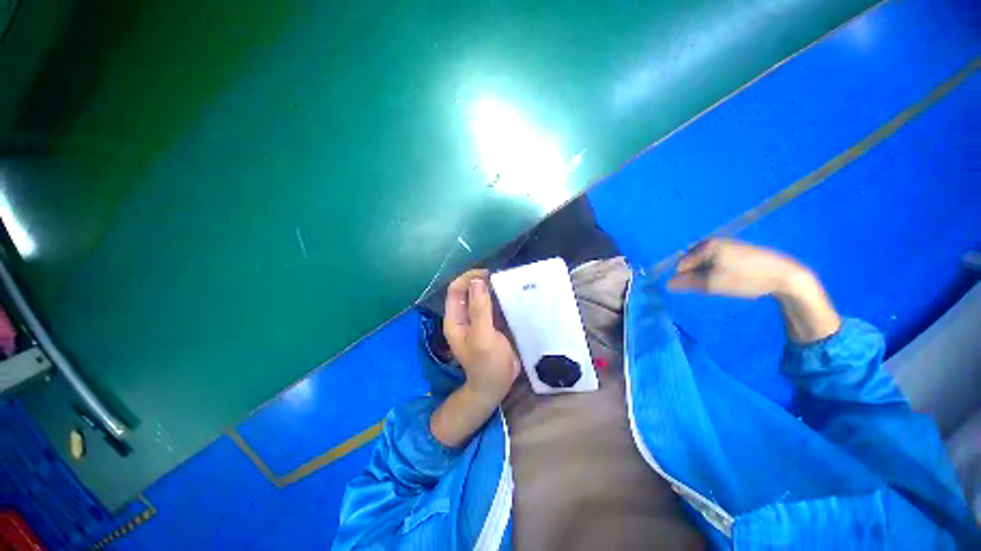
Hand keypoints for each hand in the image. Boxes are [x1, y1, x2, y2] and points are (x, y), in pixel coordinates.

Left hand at [442, 269, 520, 405]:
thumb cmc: (487, 364)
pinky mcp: (490, 323)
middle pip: (468, 290)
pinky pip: (493, 305)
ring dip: (492, 288)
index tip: (488, 274)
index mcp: (455, 319)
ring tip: (508, 282)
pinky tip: (512, 294)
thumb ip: (479, 309)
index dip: (469, 278)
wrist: (496, 385)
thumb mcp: (482, 336)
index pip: (456, 289)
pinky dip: (500, 298)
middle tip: (501, 277)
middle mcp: (464, 316)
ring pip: (481, 296)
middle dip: (482, 281)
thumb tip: (479, 281)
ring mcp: (477, 319)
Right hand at [667, 238, 807, 298]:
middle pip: (691, 262)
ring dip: (708, 274)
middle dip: (697, 275)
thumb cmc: (746, 278)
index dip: (688, 278)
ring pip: (703, 263)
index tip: (704, 286)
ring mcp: (725, 243)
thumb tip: (667, 285)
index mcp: (705, 246)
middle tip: (715, 284)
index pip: (681, 265)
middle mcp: (711, 241)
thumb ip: (687, 283)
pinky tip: (733, 276)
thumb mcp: (713, 284)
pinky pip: (715, 261)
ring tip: (725, 281)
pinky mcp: (735, 249)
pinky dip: (718, 270)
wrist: (784, 275)